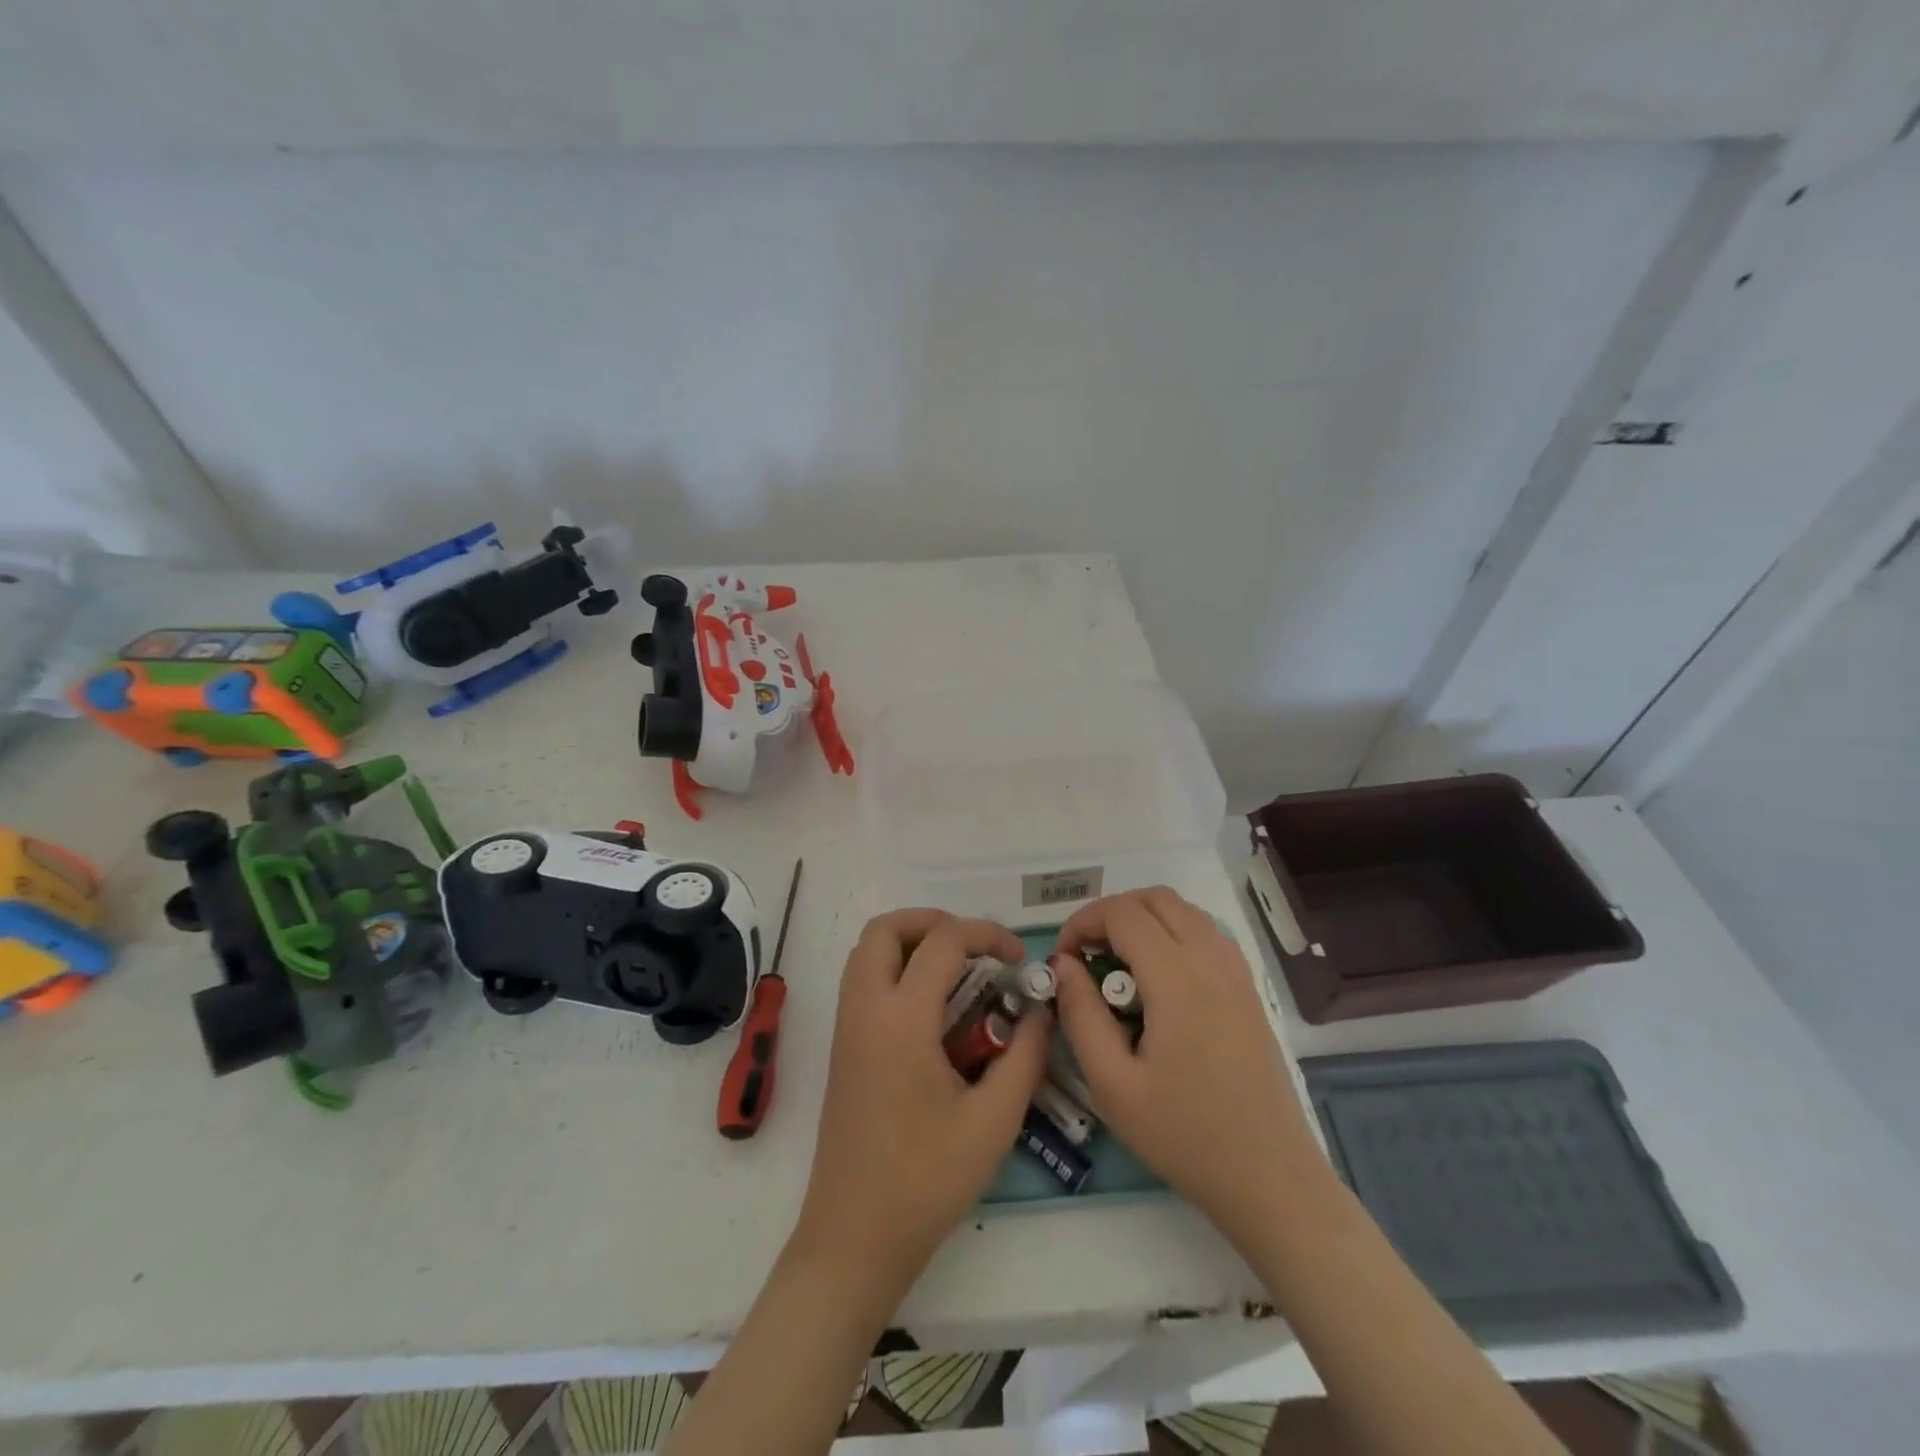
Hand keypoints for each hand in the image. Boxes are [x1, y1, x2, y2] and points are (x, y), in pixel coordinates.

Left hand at [791, 909, 1049, 1296]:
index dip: (986, 934)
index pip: (942, 942)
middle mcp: (865, 1010)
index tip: (1017, 959)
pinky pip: (863, 982)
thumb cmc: (926, 1181)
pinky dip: (895, 970)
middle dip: (932, 922)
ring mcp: (846, 1028)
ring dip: (910, 943)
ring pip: (867, 952)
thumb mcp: (994, 1121)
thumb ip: (1025, 1056)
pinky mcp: (842, 1049)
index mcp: (901, 1019)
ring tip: (957, 971)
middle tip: (974, 947)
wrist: (853, 1239)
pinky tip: (933, 1009)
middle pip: (885, 929)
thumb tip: (1041, 1011)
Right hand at [1051, 887, 1323, 1251]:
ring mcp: (1237, 972)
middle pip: (1154, 899)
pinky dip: (1172, 933)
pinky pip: (1205, 933)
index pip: (1122, 913)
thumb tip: (1064, 965)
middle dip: (1111, 914)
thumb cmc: (1185, 1136)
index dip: (1082, 922)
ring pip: (1183, 910)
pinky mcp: (1249, 988)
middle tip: (1087, 956)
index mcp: (1178, 980)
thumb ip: (1081, 1015)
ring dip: (1143, 919)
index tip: (1064, 959)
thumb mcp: (1113, 1085)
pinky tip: (1158, 980)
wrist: (1270, 1179)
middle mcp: (1212, 961)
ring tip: (1118, 966)